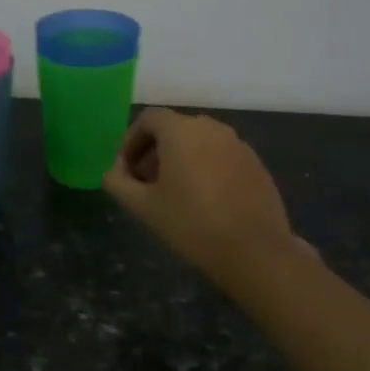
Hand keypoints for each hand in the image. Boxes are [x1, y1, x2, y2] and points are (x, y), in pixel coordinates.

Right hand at [103, 107, 309, 290]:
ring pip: (199, 141)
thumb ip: (117, 181)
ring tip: (174, 192)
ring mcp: (238, 144)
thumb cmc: (191, 224)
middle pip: (174, 128)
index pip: (149, 119)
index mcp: (181, 131)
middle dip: (154, 150)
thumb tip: (114, 169)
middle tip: (146, 183)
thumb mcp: (142, 206)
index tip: (126, 169)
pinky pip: (220, 155)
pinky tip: (205, 199)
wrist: (254, 251)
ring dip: (180, 158)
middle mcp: (211, 128)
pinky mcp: (255, 163)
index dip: (131, 140)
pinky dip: (205, 166)